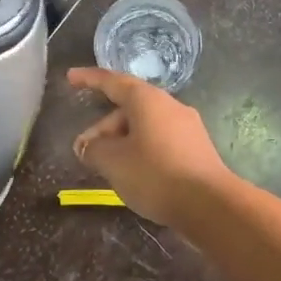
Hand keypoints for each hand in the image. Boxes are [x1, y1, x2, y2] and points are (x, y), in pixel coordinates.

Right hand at [68, 67, 234, 229]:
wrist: (210, 204)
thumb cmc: (155, 174)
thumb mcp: (113, 162)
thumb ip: (93, 149)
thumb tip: (87, 145)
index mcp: (147, 100)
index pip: (112, 82)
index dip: (89, 79)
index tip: (71, 77)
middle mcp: (169, 105)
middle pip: (129, 108)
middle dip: (104, 127)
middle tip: (86, 151)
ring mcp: (187, 127)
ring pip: (145, 126)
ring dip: (122, 141)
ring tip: (108, 168)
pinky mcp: (196, 148)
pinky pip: (160, 140)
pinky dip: (141, 150)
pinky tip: (135, 174)